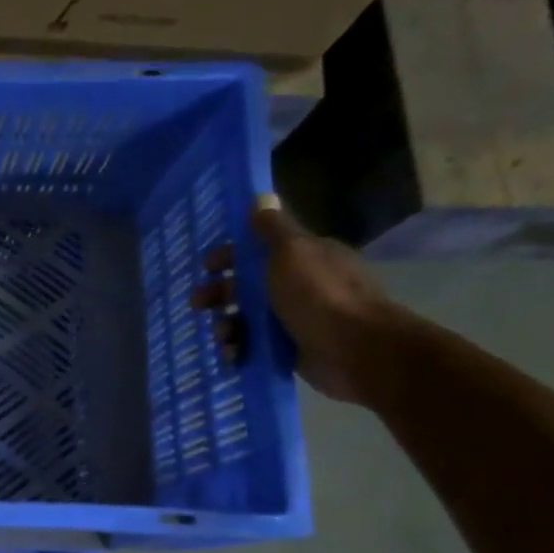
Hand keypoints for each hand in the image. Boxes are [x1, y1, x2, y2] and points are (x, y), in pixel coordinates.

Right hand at [194, 195, 404, 404]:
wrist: (354, 348)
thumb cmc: (318, 294)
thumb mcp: (292, 251)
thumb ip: (272, 228)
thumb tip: (261, 197)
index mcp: (303, 257)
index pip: (259, 250)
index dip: (230, 256)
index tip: (207, 266)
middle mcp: (299, 285)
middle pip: (247, 285)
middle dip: (219, 293)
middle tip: (198, 304)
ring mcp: (294, 318)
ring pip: (246, 318)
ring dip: (226, 325)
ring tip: (223, 336)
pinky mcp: (290, 349)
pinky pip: (254, 346)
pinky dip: (239, 349)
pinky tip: (233, 355)